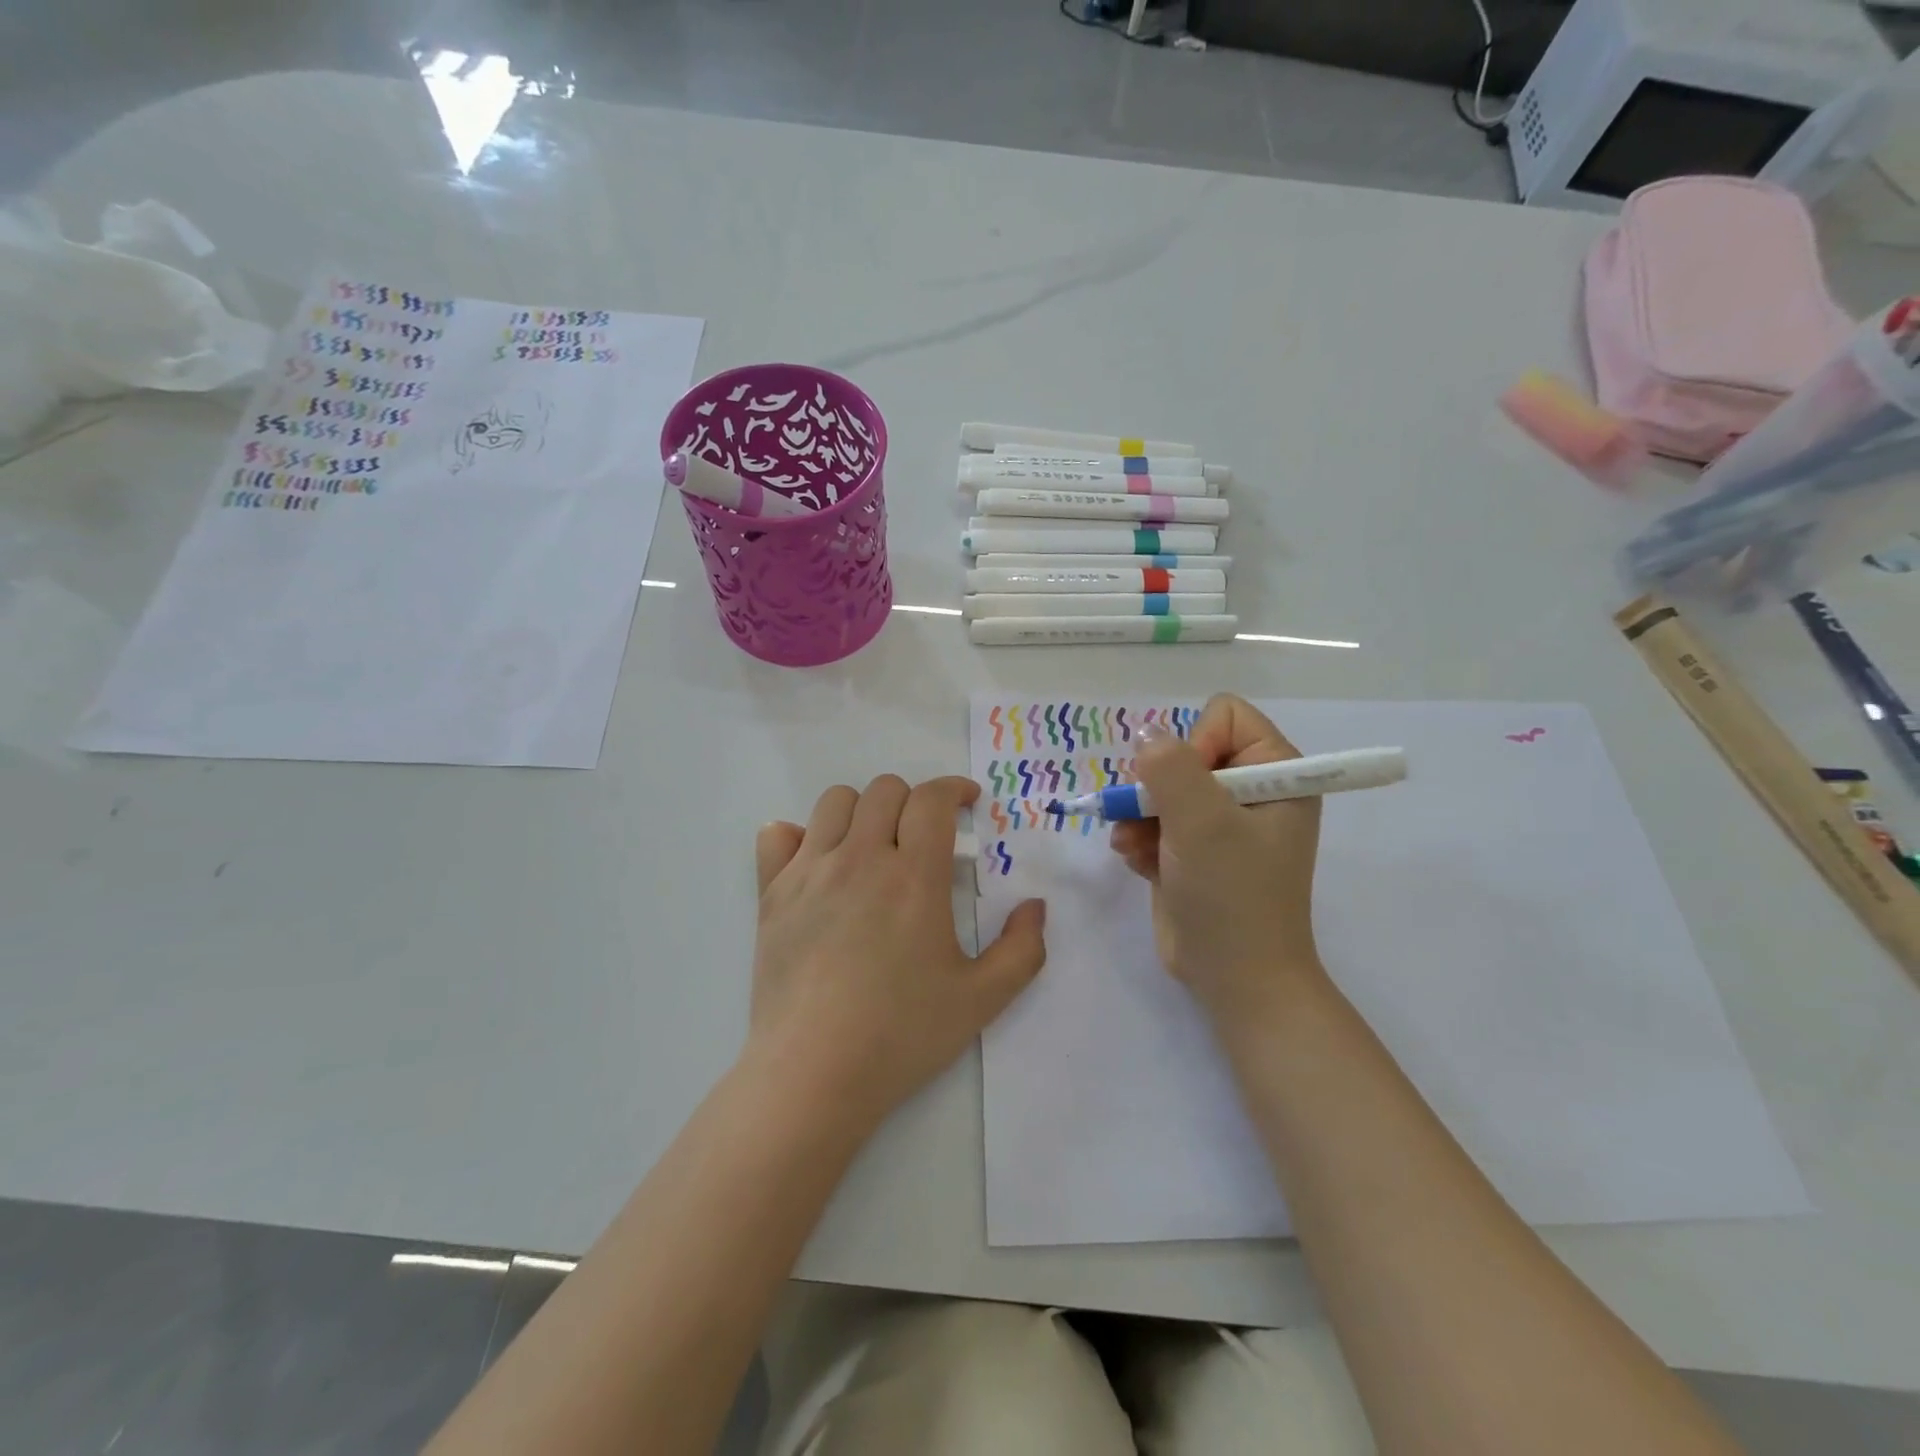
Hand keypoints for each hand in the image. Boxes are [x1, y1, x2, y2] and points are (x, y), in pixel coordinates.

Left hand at [748, 775, 1046, 1133]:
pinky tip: (816, 864)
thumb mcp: (982, 1000)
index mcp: (913, 876)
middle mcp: (860, 858)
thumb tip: (1035, 906)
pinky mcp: (771, 894)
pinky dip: (798, 836)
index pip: (932, 798)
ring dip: (862, 811)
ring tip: (873, 845)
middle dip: (913, 800)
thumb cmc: (901, 1034)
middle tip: (923, 836)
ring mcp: (809, 872)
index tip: (966, 803)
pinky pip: (777, 835)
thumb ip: (1022, 949)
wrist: (813, 1074)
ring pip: (834, 802)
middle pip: (885, 790)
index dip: (954, 789)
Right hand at [1111, 695, 1326, 1018]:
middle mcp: (1251, 791)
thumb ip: (1170, 768)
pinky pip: (1155, 821)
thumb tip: (1146, 736)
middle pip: (1186, 751)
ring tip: (1135, 844)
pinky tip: (1137, 861)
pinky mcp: (1194, 850)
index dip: (1197, 743)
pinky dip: (1141, 838)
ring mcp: (1220, 823)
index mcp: (1278, 774)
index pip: (1226, 716)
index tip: (1189, 787)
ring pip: (1162, 787)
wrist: (1235, 979)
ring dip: (1141, 815)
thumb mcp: (1202, 823)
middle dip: (1158, 785)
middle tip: (1149, 815)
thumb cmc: (1231, 895)